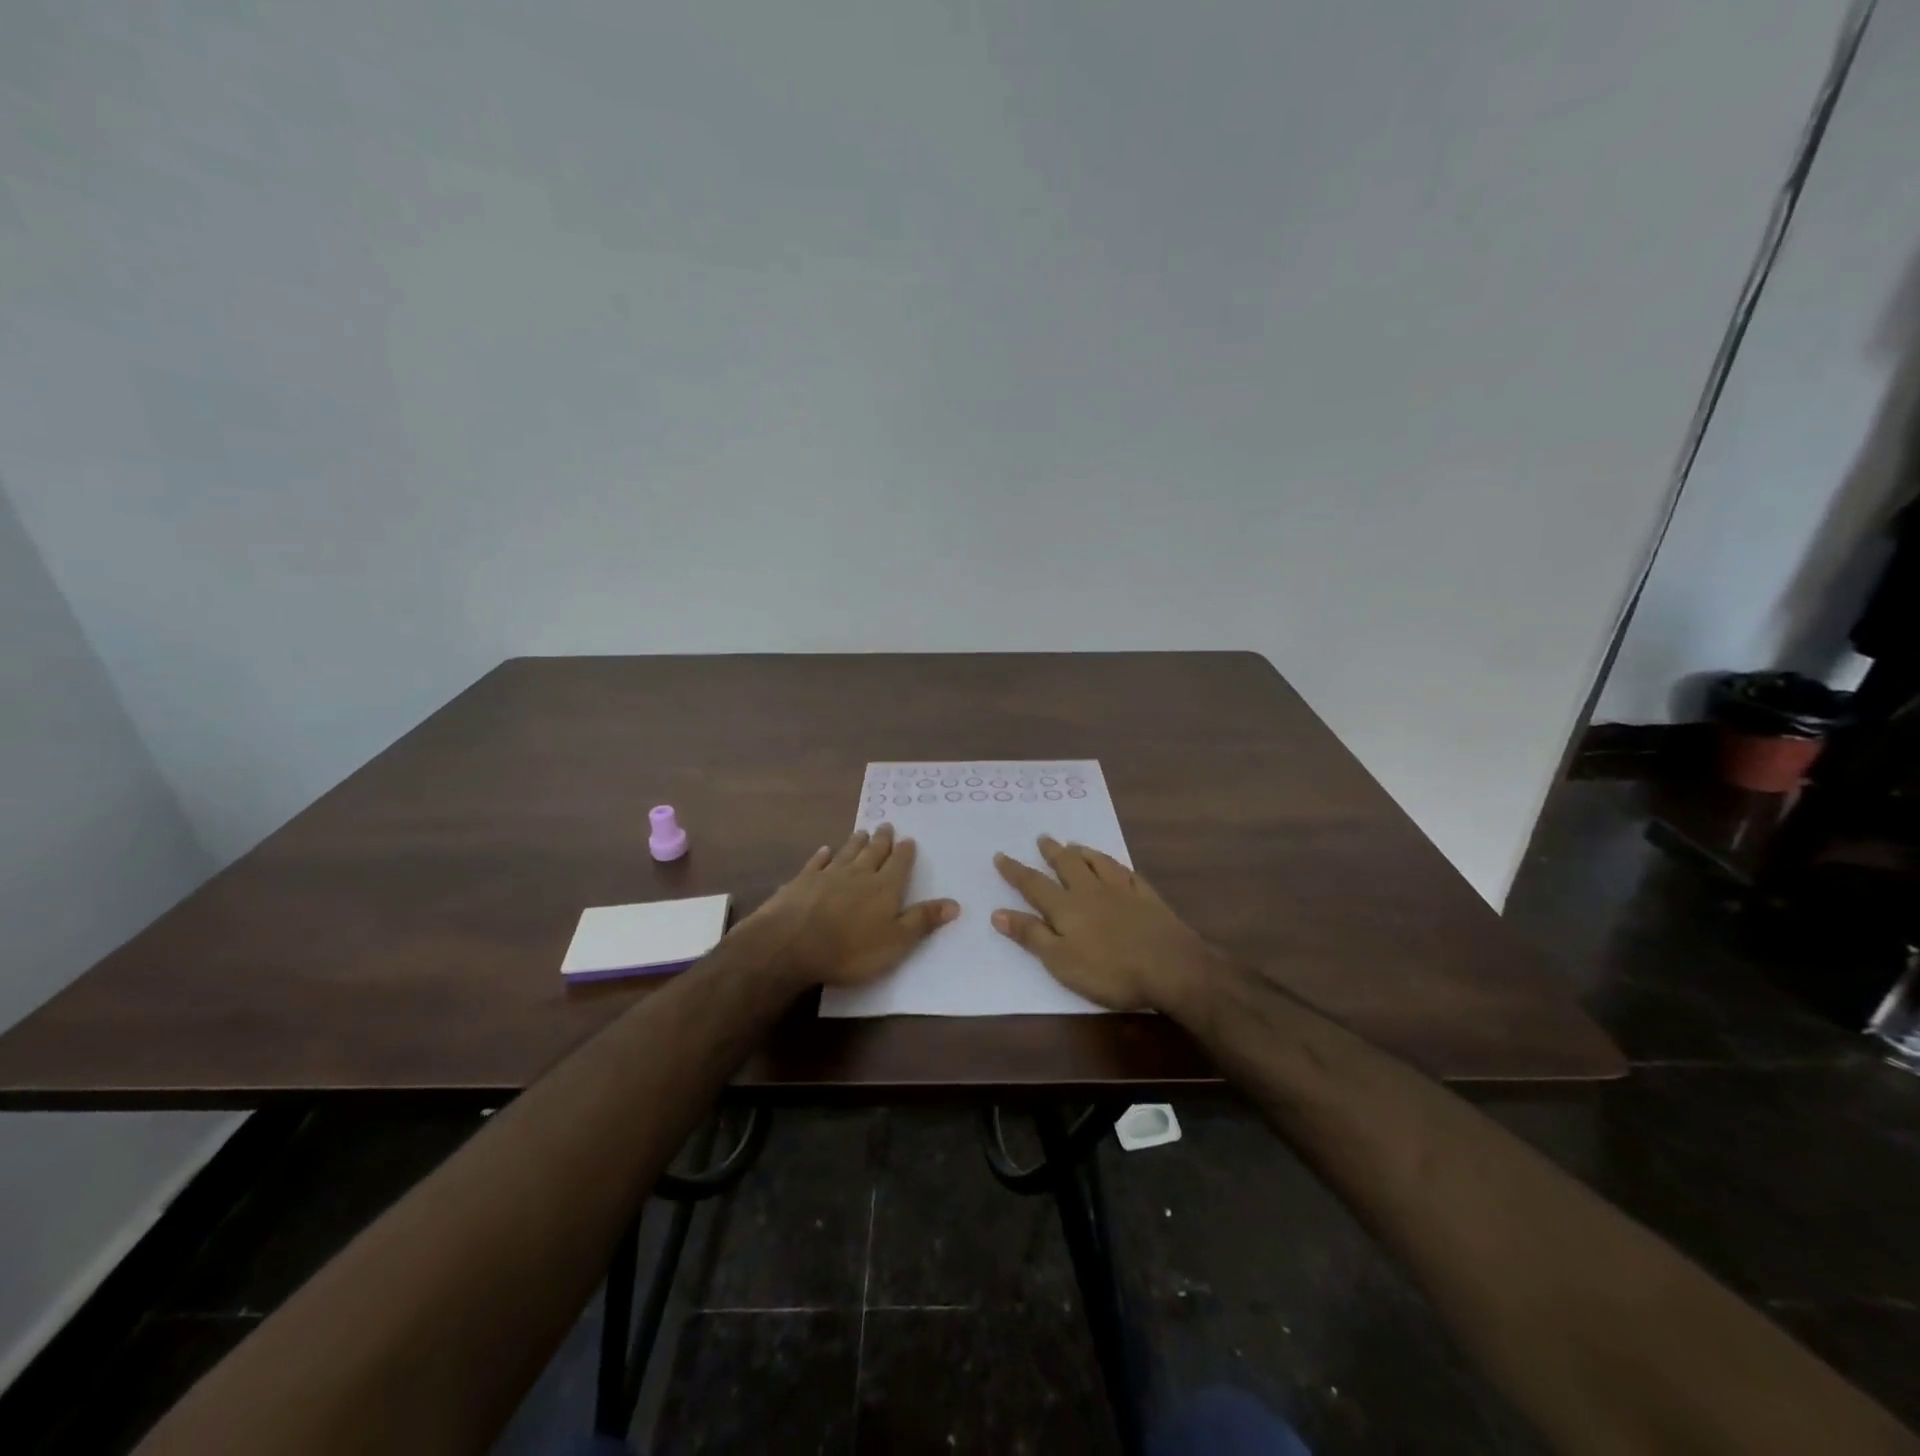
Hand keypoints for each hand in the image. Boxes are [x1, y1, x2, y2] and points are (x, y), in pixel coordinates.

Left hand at [742, 824, 958, 989]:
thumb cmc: (849, 949)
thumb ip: (923, 921)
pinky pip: (816, 863)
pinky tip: (825, 850)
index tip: (908, 839)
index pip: (899, 864)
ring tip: (862, 832)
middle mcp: (858, 874)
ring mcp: (828, 875)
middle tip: (886, 826)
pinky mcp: (802, 882)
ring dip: (856, 842)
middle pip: (873, 852)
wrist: (790, 944)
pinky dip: (823, 855)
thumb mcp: (895, 942)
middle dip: (882, 840)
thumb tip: (955, 903)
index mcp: (884, 888)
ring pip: (847, 853)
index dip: (905, 852)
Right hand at [992, 836, 1222, 1010]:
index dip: (1015, 871)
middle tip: (1043, 838)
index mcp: (1066, 907)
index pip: (1034, 885)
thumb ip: (1031, 935)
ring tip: (1075, 844)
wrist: (1170, 967)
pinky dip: (1116, 865)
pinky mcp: (1147, 898)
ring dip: (1084, 852)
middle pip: (1067, 865)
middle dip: (1052, 852)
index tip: (1000, 855)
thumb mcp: (1060, 961)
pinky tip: (1117, 866)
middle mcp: (1091, 891)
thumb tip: (998, 913)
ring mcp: (1122, 891)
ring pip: (1098, 862)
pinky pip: (1127, 873)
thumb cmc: (1109, 971)